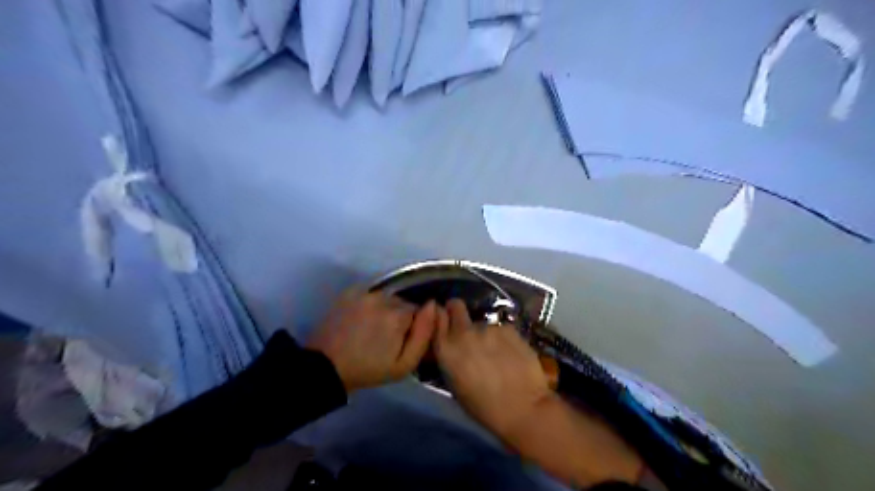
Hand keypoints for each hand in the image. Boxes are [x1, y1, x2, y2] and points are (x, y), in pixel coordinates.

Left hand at [308, 289, 441, 392]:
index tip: (402, 341)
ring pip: (387, 298)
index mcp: (398, 315)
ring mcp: (365, 292)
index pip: (419, 311)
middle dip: (400, 317)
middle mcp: (383, 298)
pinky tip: (362, 319)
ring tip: (373, 328)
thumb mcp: (404, 365)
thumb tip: (434, 306)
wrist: (326, 366)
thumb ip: (424, 335)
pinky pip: (371, 294)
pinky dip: (371, 304)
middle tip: (387, 337)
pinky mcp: (350, 291)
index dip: (413, 327)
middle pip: (403, 303)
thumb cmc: (369, 369)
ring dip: (385, 309)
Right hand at [434, 299, 549, 440]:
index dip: (441, 315)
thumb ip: (450, 357)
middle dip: (458, 311)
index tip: (445, 318)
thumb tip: (452, 345)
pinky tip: (511, 353)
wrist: (523, 408)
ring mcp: (487, 327)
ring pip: (482, 322)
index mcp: (446, 349)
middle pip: (456, 306)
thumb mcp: (456, 385)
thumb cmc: (484, 407)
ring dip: (485, 332)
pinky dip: (503, 337)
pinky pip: (500, 328)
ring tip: (496, 352)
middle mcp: (463, 332)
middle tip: (466, 326)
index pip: (436, 316)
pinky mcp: (508, 328)